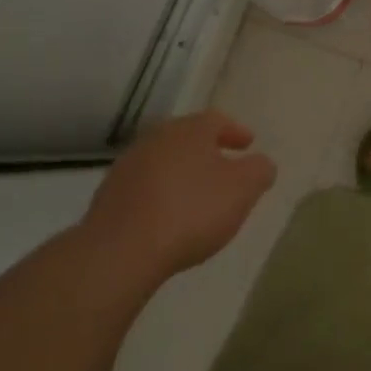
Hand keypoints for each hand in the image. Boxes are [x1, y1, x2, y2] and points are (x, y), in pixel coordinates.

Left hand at [81, 111, 275, 286]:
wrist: (121, 250)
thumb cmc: (191, 211)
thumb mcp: (242, 190)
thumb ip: (259, 171)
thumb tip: (261, 163)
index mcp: (190, 130)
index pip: (217, 120)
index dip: (235, 131)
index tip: (248, 144)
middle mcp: (157, 138)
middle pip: (187, 137)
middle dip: (207, 150)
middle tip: (224, 167)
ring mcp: (128, 166)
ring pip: (164, 161)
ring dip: (182, 172)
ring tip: (196, 195)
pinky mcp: (109, 196)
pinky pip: (144, 187)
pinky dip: (160, 193)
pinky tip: (167, 216)